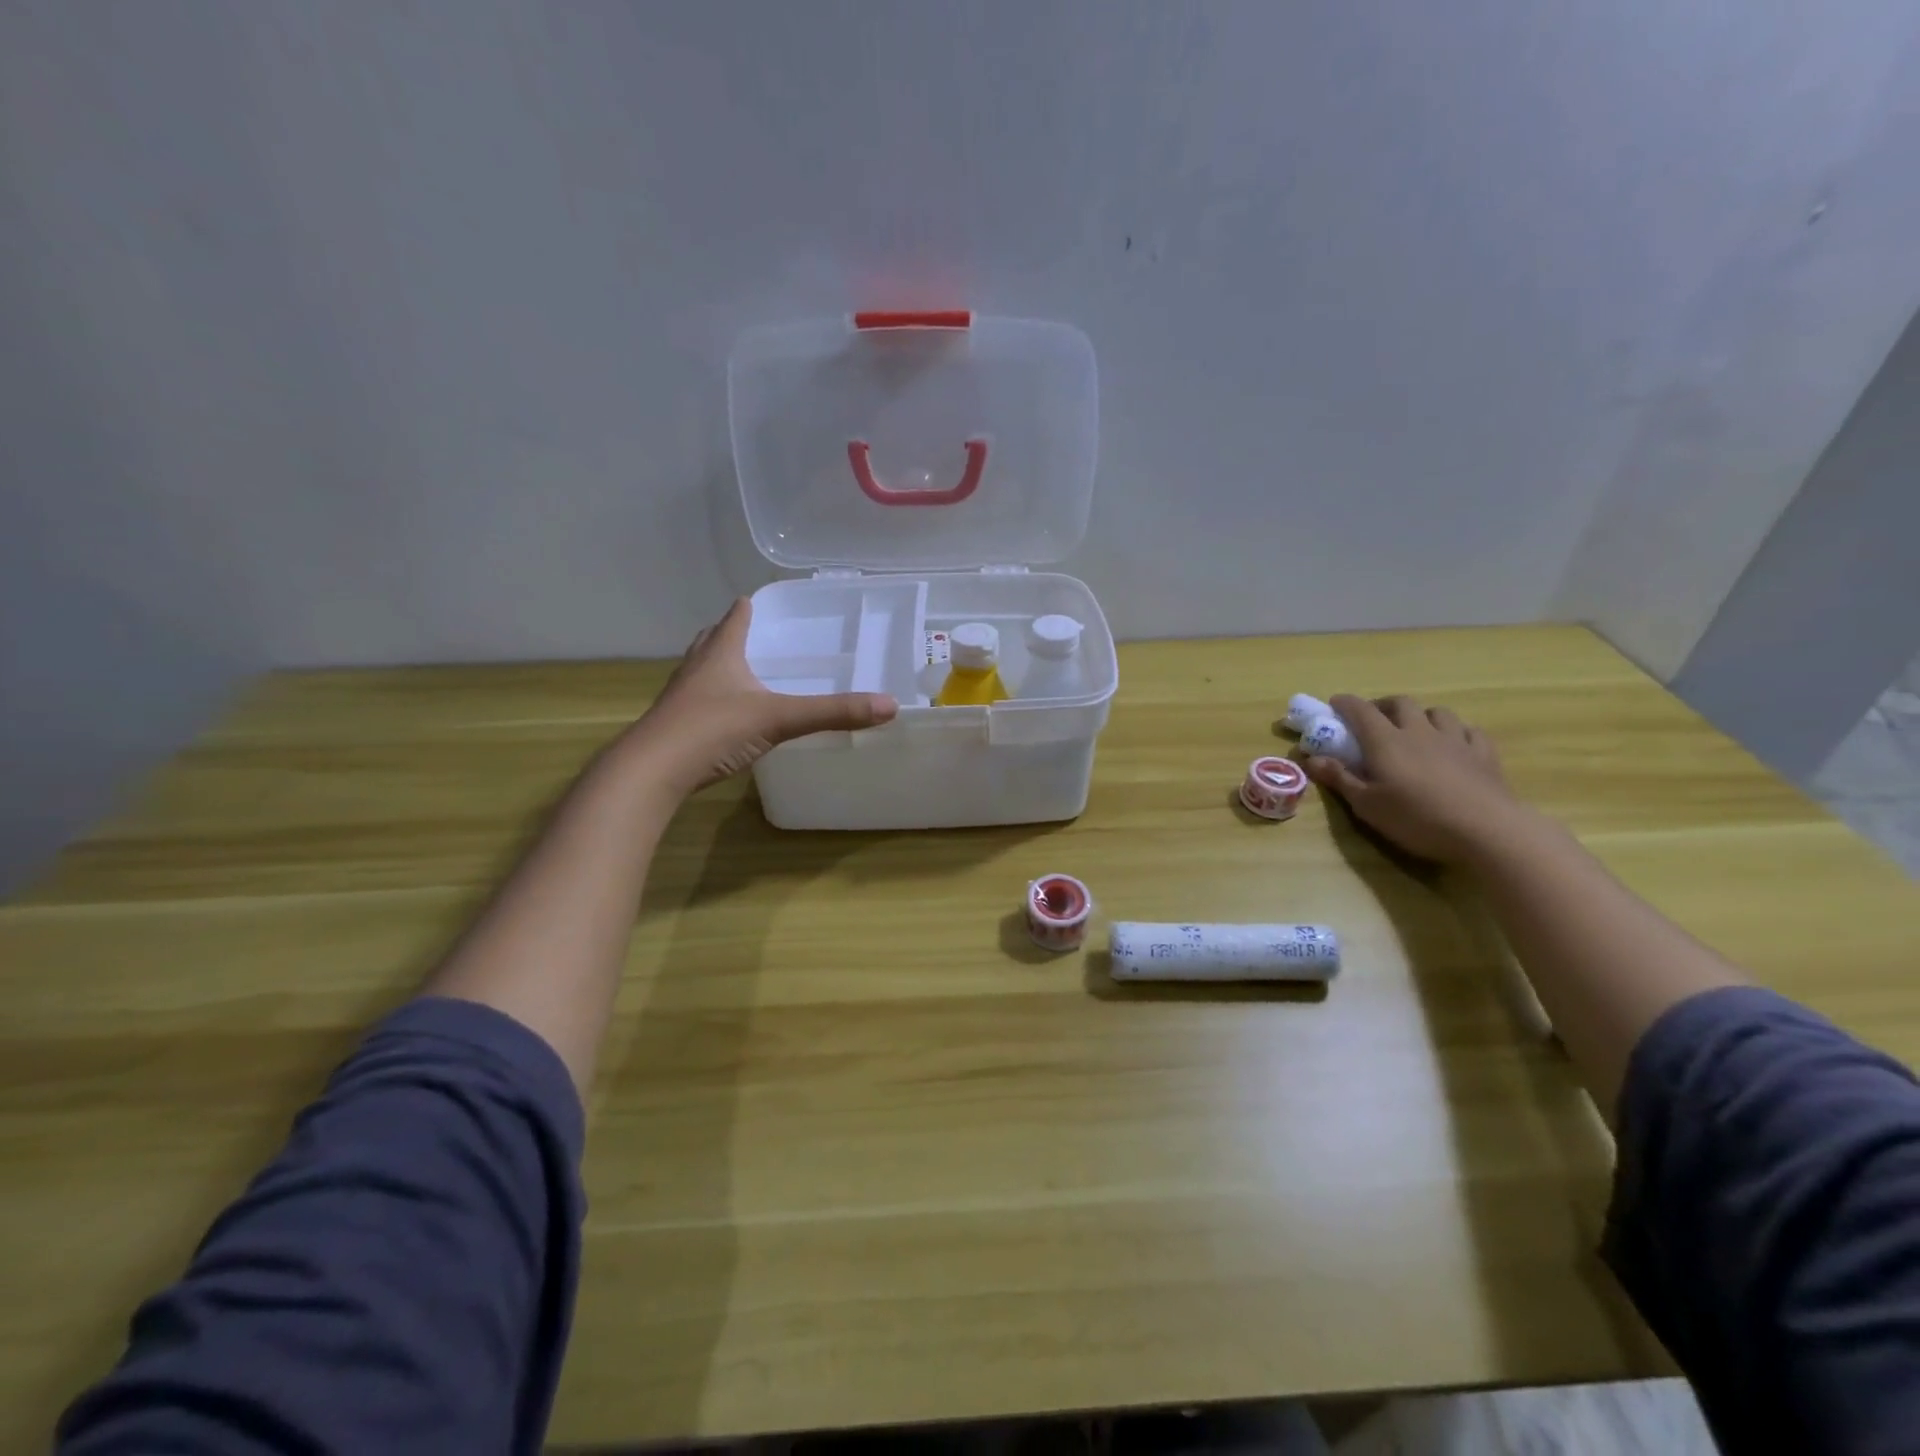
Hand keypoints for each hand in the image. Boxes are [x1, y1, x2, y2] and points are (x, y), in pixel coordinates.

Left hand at [620, 598, 897, 797]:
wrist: (651, 771)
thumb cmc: (713, 730)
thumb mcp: (779, 719)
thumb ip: (832, 713)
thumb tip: (889, 706)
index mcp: (720, 653)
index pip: (735, 618)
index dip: (748, 607)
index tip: (758, 601)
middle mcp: (696, 667)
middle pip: (712, 640)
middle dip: (730, 634)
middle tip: (753, 634)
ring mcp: (680, 697)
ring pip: (700, 670)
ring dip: (718, 666)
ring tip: (740, 671)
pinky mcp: (673, 726)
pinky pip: (696, 702)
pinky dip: (712, 700)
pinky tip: (725, 716)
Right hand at [1303, 694, 1523, 865]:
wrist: (1486, 830)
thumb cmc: (1416, 818)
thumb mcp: (1367, 805)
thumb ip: (1340, 778)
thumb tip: (1311, 759)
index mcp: (1386, 741)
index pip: (1360, 711)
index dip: (1345, 704)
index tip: (1334, 704)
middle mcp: (1419, 731)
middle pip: (1400, 703)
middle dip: (1383, 705)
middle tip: (1373, 720)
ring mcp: (1455, 740)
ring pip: (1437, 712)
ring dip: (1421, 715)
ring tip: (1415, 730)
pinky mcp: (1484, 754)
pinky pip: (1469, 731)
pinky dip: (1456, 732)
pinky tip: (1454, 744)